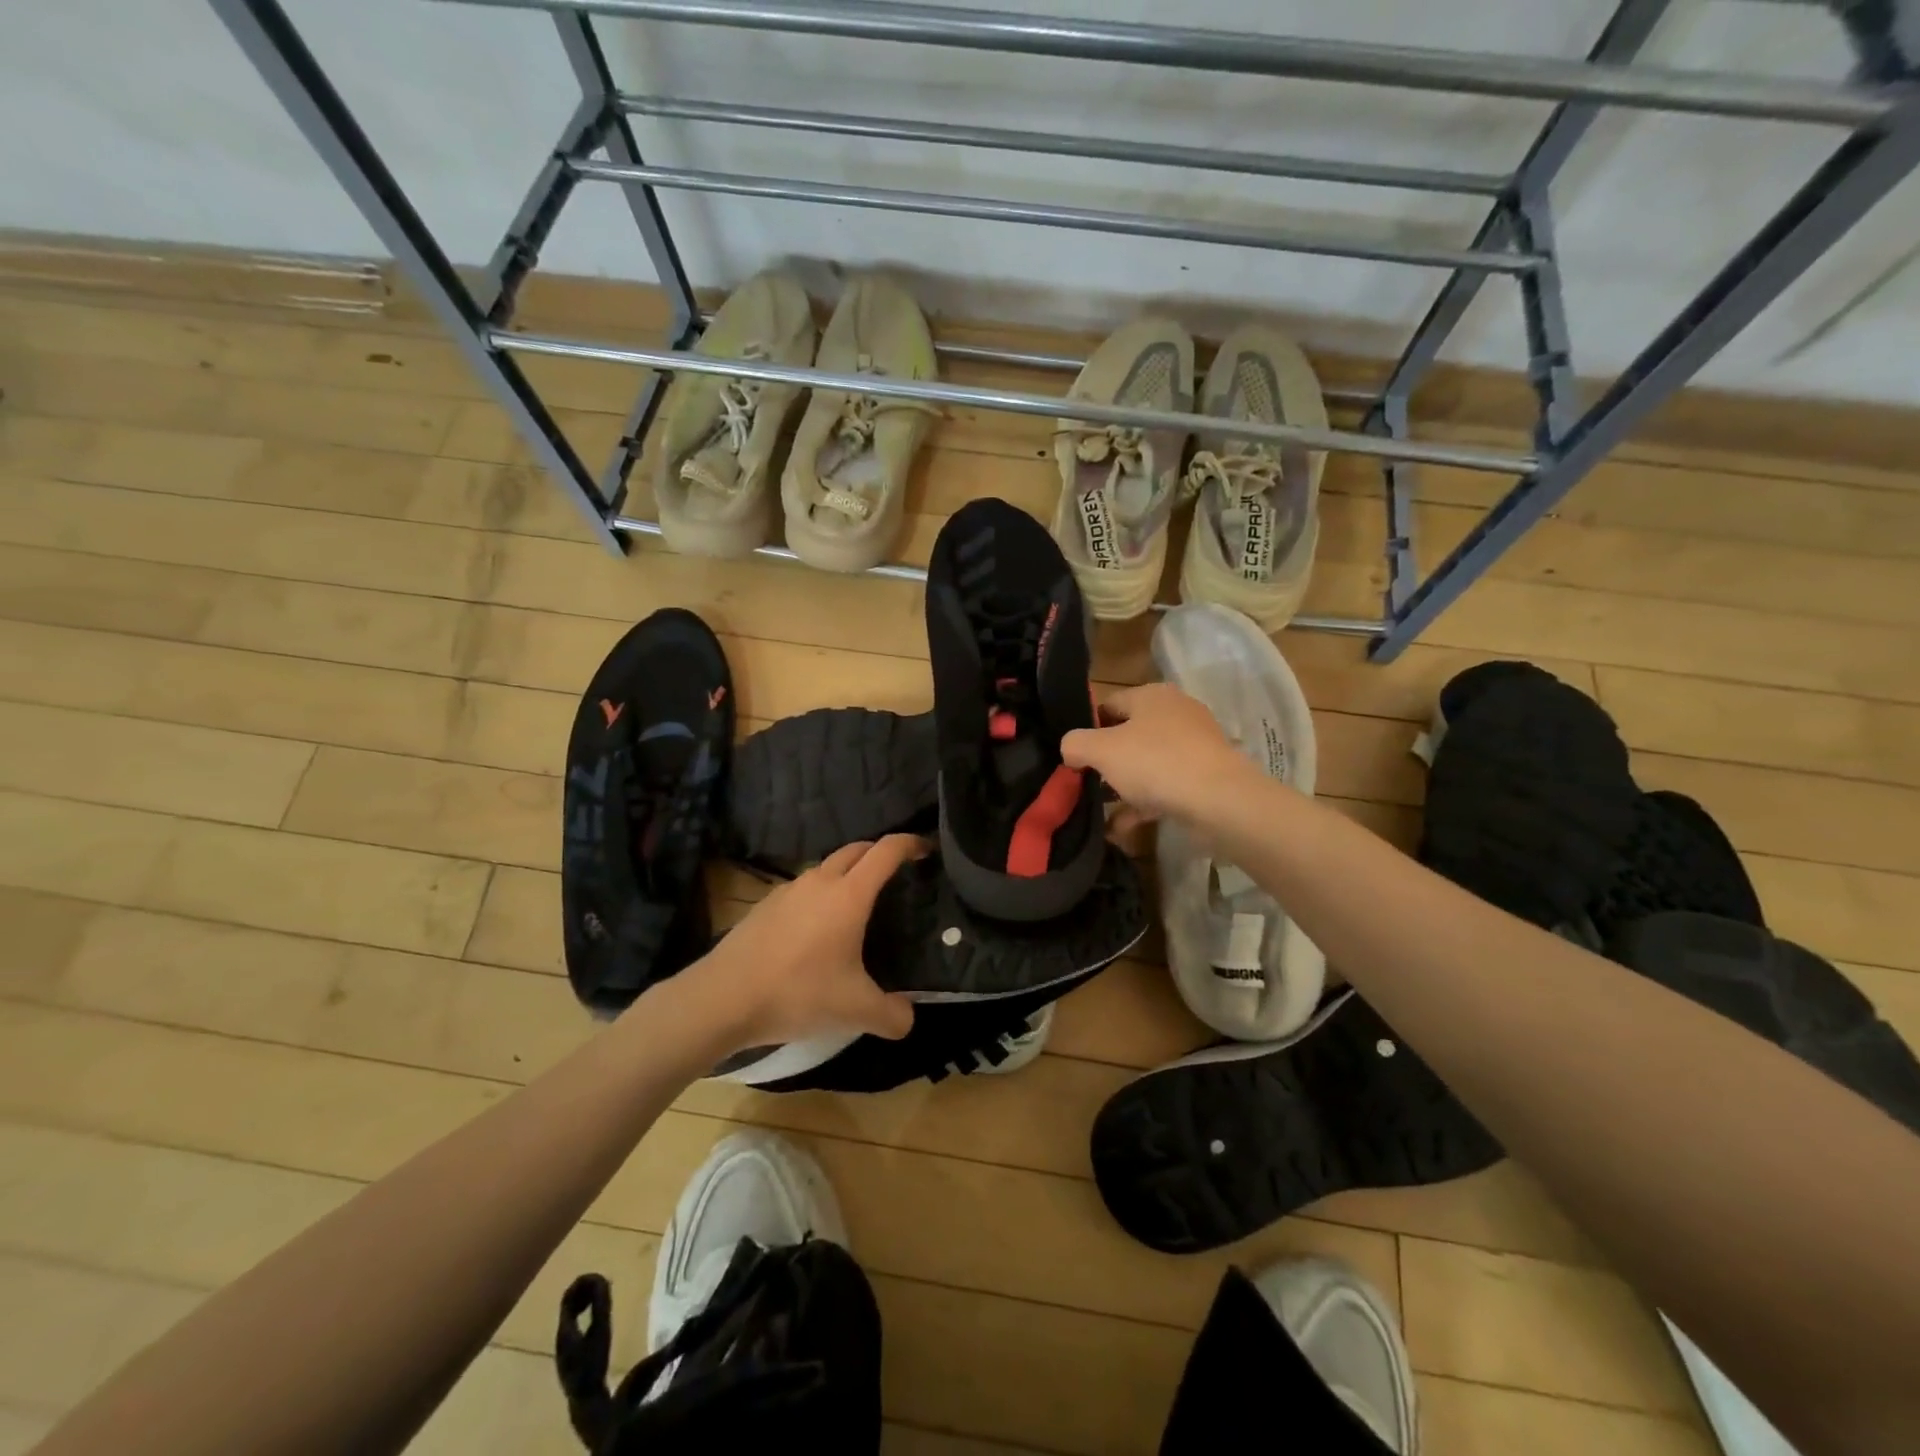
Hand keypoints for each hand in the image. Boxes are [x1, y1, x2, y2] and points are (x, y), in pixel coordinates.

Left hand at [684, 835, 920, 1052]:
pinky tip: (816, 930)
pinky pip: (803, 889)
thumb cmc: (798, 993)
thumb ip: (893, 1015)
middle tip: (897, 875)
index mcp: (849, 895)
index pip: (886, 851)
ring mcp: (788, 890)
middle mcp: (820, 882)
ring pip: (826, 868)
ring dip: (847, 875)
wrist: (723, 997)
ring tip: (857, 905)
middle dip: (879, 853)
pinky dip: (820, 895)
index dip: (910, 844)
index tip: (926, 850)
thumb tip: (909, 1017)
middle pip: (856, 850)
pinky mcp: (765, 905)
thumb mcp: (855, 1011)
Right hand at [1061, 683, 1248, 826]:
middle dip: (1105, 762)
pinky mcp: (1205, 777)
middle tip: (1084, 784)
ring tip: (1099, 811)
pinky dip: (1143, 806)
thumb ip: (1075, 744)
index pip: (1108, 705)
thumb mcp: (1101, 750)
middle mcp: (1175, 714)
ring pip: (1147, 765)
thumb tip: (1070, 749)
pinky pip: (1165, 788)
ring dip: (1122, 788)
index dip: (1086, 729)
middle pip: (1128, 736)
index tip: (1073, 757)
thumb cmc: (1155, 763)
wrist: (1220, 800)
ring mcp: (1194, 746)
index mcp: (1151, 696)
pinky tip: (1120, 829)